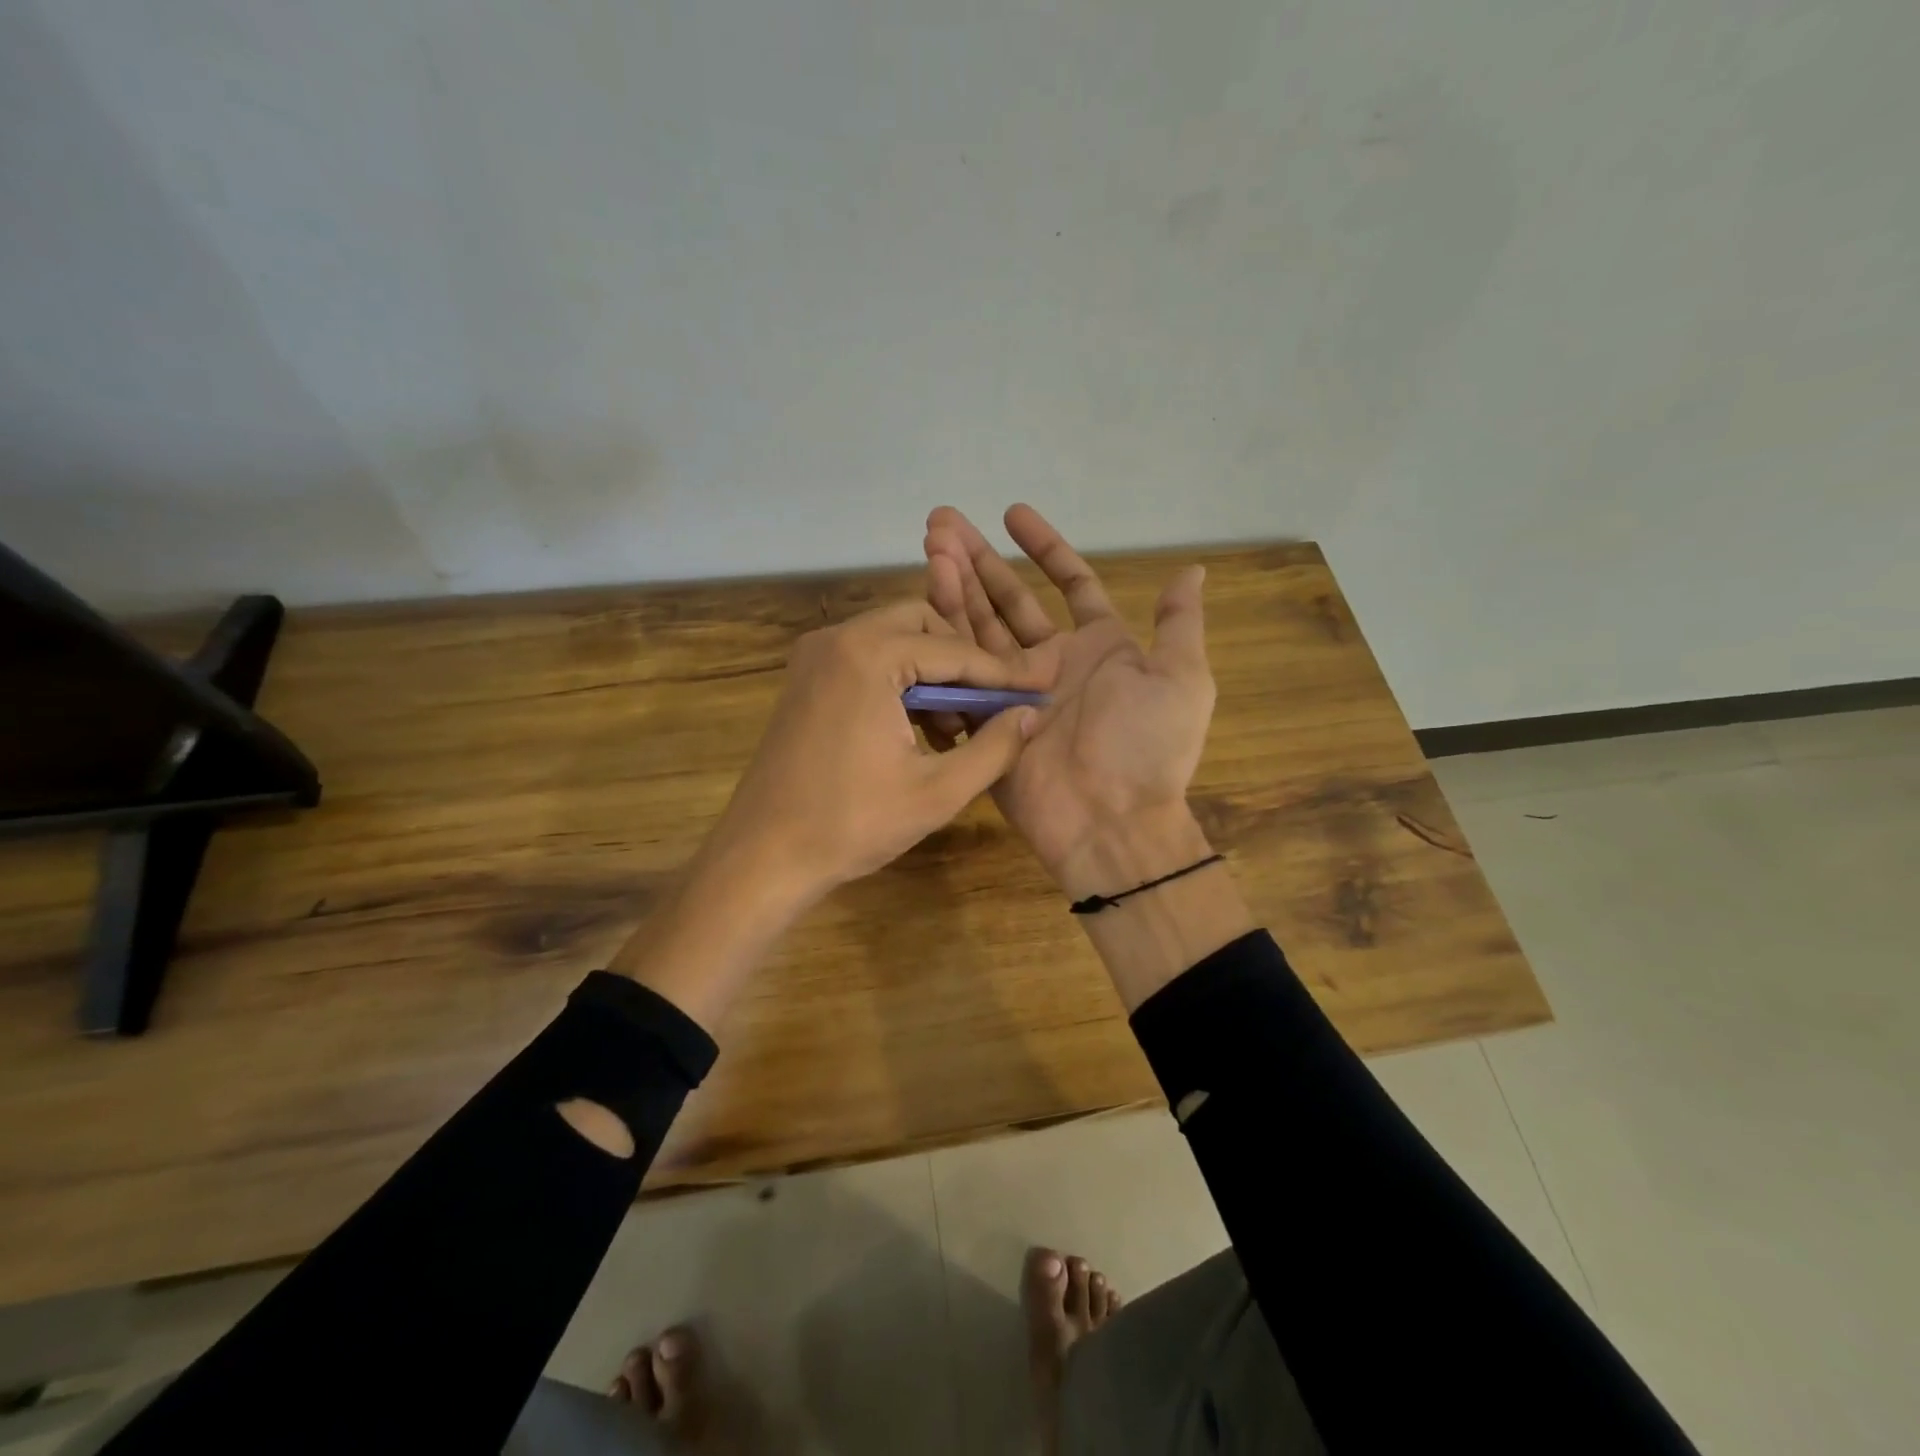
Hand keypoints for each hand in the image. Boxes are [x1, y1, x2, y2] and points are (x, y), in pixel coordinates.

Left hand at [705, 598, 1055, 908]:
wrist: (763, 855)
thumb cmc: (852, 824)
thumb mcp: (938, 791)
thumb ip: (995, 748)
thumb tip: (1031, 715)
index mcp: (868, 655)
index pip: (953, 649)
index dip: (999, 675)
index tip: (1036, 692)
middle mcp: (837, 639)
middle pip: (921, 626)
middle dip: (960, 664)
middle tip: (987, 708)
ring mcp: (814, 657)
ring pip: (893, 641)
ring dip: (930, 674)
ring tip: (955, 730)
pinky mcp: (804, 679)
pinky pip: (866, 661)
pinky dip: (899, 684)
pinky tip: (917, 731)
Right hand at [922, 505, 1214, 894]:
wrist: (1110, 820)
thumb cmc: (1148, 745)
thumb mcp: (1181, 678)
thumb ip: (1178, 623)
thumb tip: (1191, 569)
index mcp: (1099, 647)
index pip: (1069, 584)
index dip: (1043, 548)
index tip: (1012, 514)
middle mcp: (1052, 663)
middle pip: (1009, 601)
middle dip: (978, 561)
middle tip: (941, 523)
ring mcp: (1014, 691)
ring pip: (979, 629)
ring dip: (954, 588)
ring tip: (929, 546)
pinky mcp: (985, 720)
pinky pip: (960, 674)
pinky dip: (942, 641)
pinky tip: (922, 604)